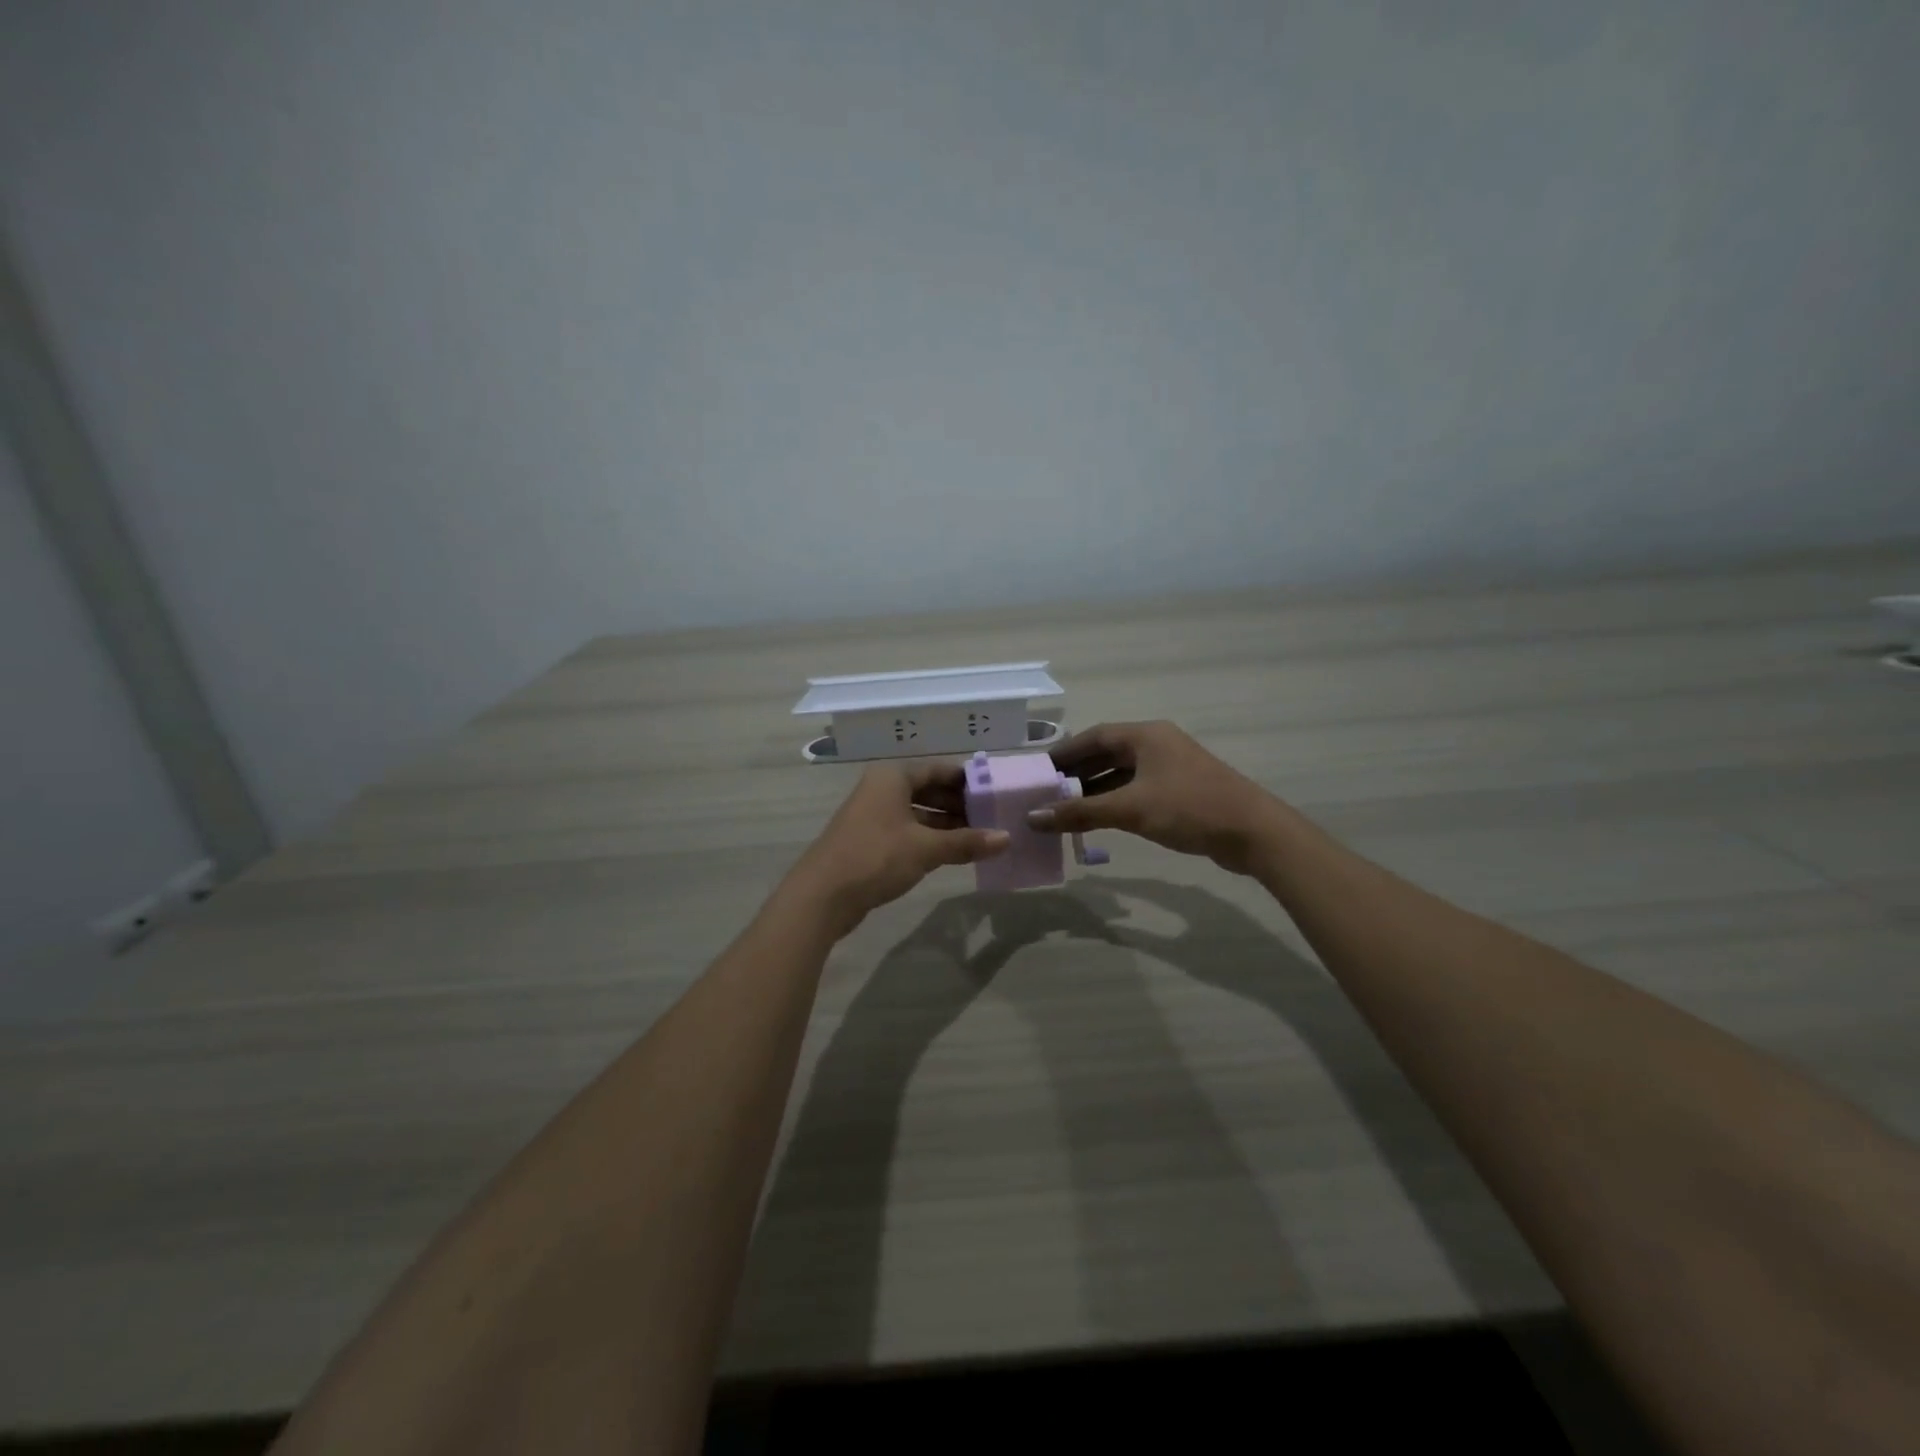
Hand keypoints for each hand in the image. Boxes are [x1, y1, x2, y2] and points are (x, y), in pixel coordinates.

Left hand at [785, 763, 1009, 937]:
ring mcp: (873, 815)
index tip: (994, 792)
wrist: (821, 896)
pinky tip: (952, 853)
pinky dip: (929, 838)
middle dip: (959, 804)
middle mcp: (881, 789)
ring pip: (918, 812)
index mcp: (892, 777)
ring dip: (946, 824)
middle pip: (928, 789)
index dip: (967, 780)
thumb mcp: (926, 848)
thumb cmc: (876, 858)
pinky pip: (907, 831)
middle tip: (992, 818)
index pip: (938, 769)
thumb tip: (1006, 838)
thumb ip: (967, 842)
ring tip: (979, 838)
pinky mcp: (869, 840)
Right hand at [1027, 721, 1281, 874]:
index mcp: (1146, 735)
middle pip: (1107, 753)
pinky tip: (1100, 819)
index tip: (1039, 770)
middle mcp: (1157, 744)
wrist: (1253, 832)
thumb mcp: (1131, 809)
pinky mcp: (1181, 790)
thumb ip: (1080, 812)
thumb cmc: (1189, 808)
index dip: (1065, 752)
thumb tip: (1033, 817)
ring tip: (1066, 809)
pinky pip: (1138, 789)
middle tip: (1047, 793)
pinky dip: (1116, 801)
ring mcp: (1171, 767)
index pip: (1094, 736)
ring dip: (1095, 789)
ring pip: (1122, 773)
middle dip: (1077, 773)